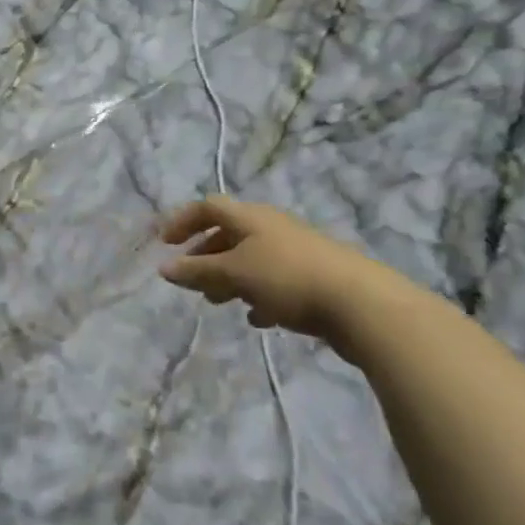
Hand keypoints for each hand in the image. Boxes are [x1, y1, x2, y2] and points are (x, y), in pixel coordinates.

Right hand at [158, 196, 382, 341]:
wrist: (360, 302)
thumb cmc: (288, 278)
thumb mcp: (235, 273)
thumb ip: (198, 271)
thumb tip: (164, 267)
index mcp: (250, 217)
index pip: (208, 206)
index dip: (183, 221)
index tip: (164, 244)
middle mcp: (271, 227)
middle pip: (229, 233)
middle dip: (205, 255)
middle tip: (191, 279)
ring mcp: (294, 252)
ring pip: (251, 259)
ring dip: (229, 277)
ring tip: (218, 302)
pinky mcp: (312, 278)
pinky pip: (274, 281)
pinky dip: (258, 295)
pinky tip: (258, 318)